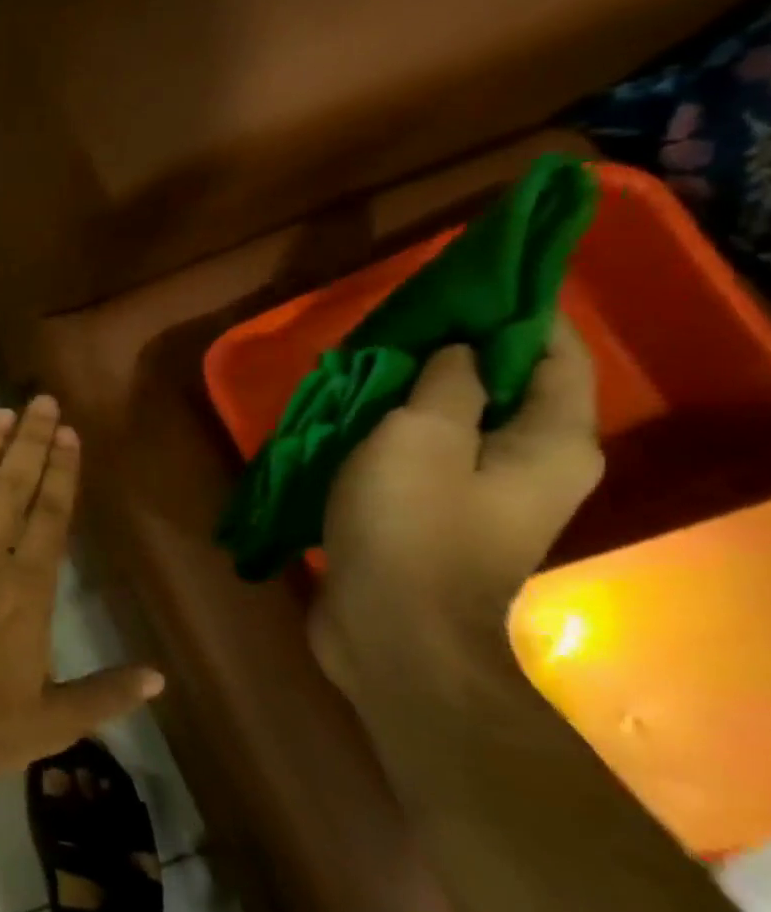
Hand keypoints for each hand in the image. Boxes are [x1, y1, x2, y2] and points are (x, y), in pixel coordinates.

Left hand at [0, 396, 163, 784]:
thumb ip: (105, 694)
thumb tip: (159, 677)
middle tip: (42, 402)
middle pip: (15, 487)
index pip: (52, 515)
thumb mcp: (51, 720)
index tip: (70, 435)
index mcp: (28, 588)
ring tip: (2, 414)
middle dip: (32, 443)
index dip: (63, 473)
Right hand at [315, 317, 603, 701]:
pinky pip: (429, 455)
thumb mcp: (419, 436)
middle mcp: (535, 465)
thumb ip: (445, 383)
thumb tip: (458, 353)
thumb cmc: (410, 525)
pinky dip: (399, 430)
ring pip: (462, 421)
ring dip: (419, 392)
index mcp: (551, 441)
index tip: (465, 281)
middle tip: (398, 325)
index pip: (555, 352)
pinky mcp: (442, 518)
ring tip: (367, 367)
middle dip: (458, 350)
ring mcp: (488, 496)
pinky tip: (355, 421)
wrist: (391, 629)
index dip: (518, 311)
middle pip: (509, 386)